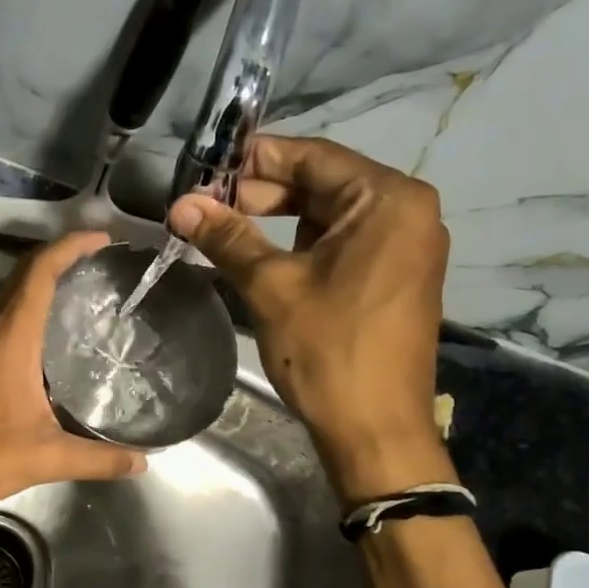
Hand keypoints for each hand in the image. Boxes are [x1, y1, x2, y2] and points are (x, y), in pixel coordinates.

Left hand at [0, 231, 147, 514]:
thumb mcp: (47, 458)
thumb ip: (98, 459)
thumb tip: (142, 462)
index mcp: (12, 341)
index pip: (38, 275)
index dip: (68, 248)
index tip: (101, 239)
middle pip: (23, 275)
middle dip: (60, 255)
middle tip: (100, 258)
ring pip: (14, 296)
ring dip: (45, 279)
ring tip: (87, 285)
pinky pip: (10, 319)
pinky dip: (35, 307)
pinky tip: (59, 333)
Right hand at [169, 137, 452, 502]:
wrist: (375, 430)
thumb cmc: (328, 351)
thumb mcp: (272, 287)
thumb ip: (228, 238)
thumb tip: (181, 205)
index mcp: (388, 200)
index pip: (313, 157)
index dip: (255, 159)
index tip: (206, 168)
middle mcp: (407, 212)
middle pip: (323, 184)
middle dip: (263, 192)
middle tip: (207, 206)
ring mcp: (406, 246)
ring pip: (331, 216)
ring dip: (279, 220)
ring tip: (224, 229)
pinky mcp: (395, 277)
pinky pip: (344, 244)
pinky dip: (302, 245)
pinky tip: (261, 255)